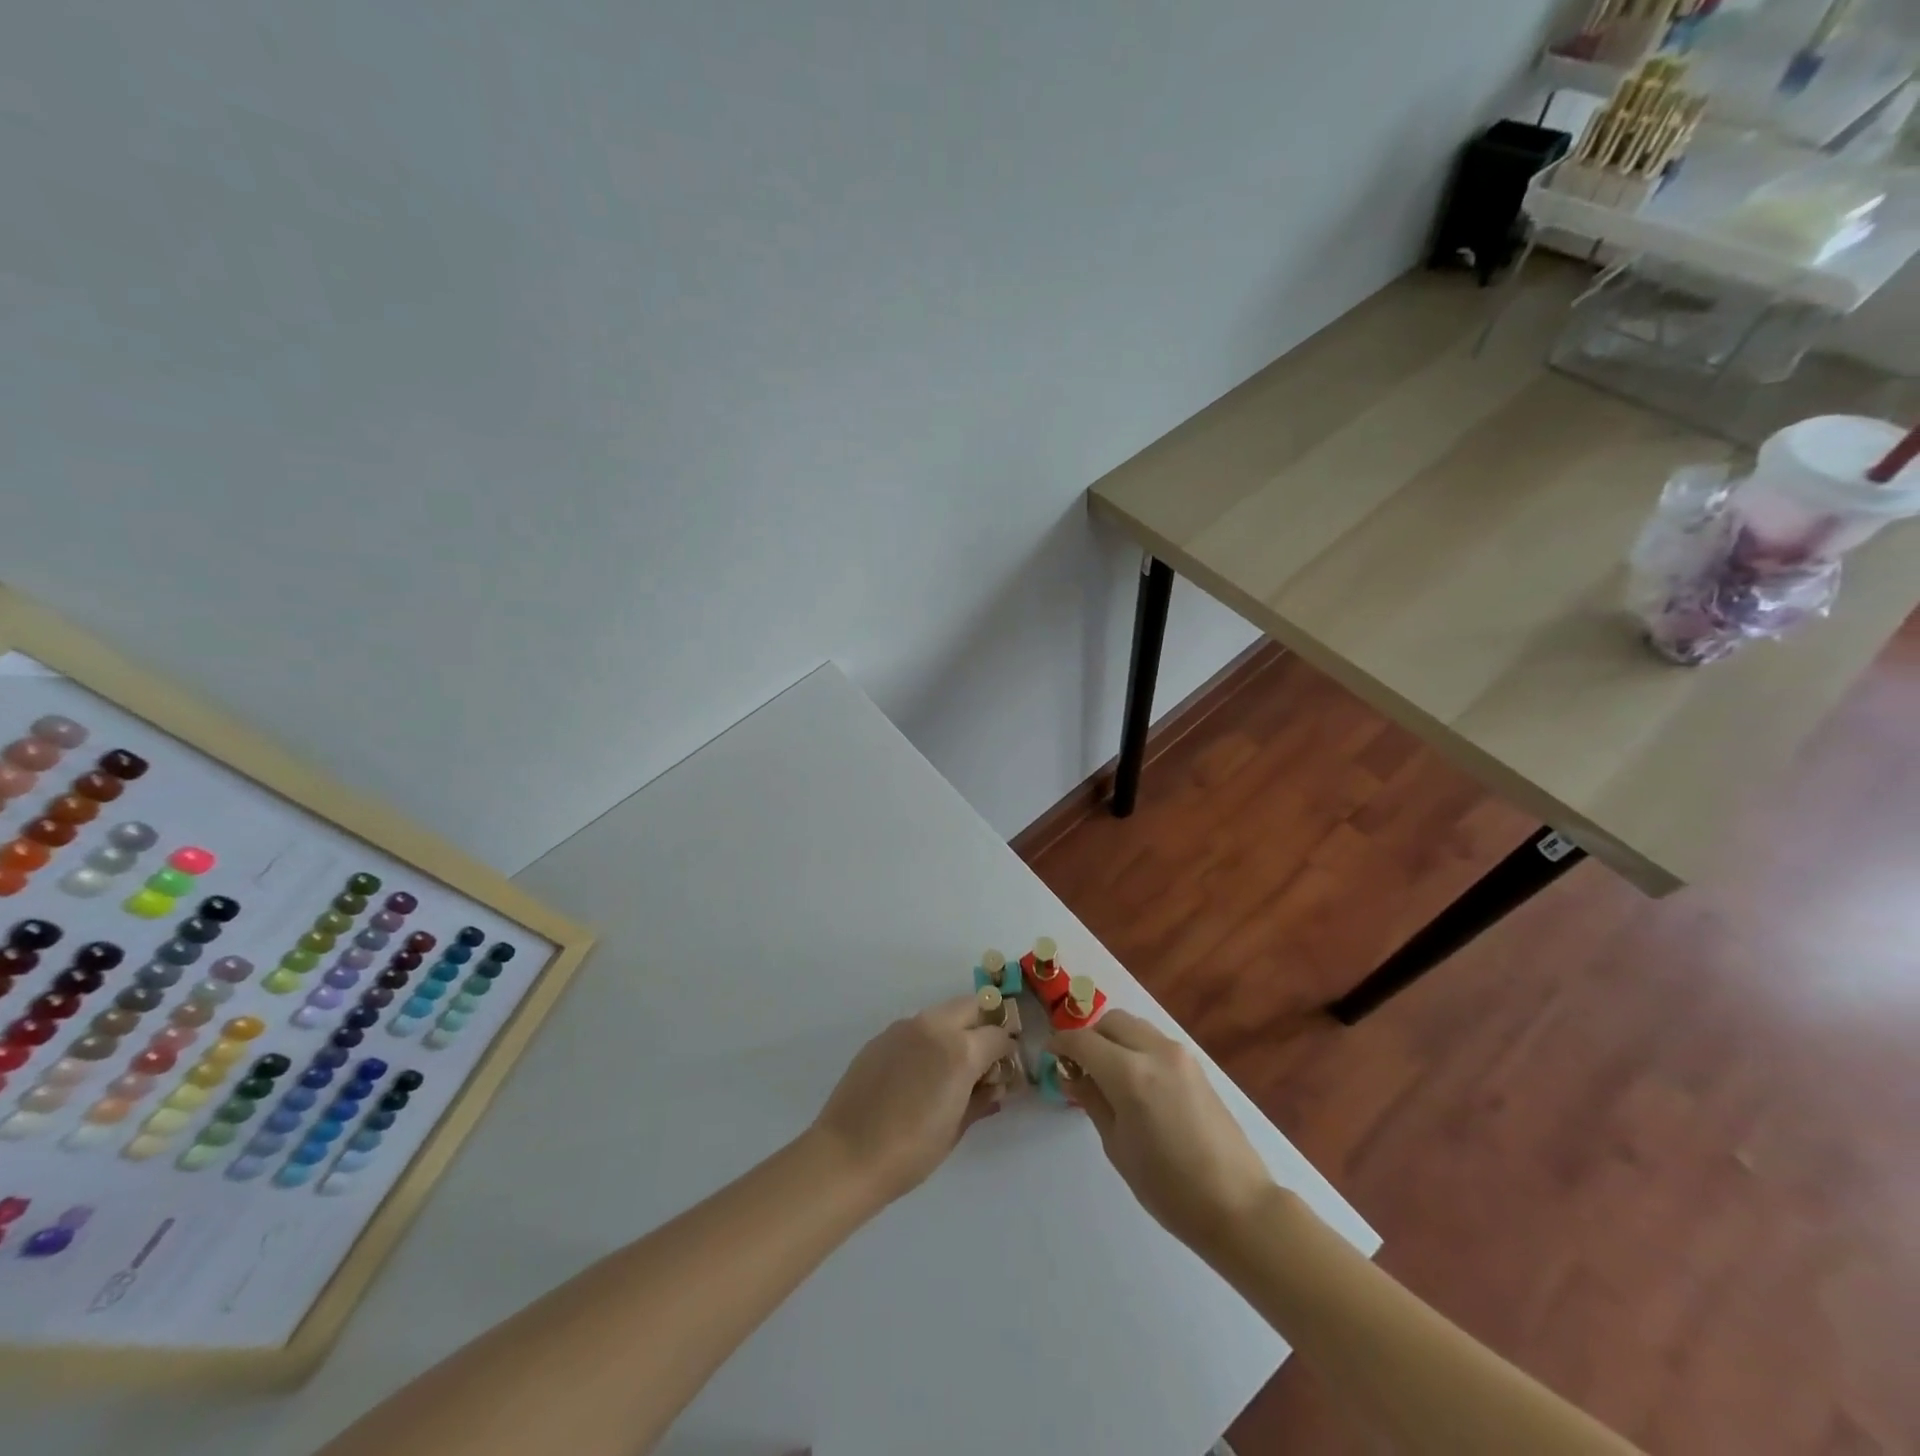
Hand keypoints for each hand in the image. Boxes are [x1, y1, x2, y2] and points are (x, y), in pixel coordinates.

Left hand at [811, 995, 1013, 1204]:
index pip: (997, 1035)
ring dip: (955, 1029)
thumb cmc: (911, 1151)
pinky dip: (928, 1039)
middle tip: (983, 1057)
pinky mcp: (881, 1036)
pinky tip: (919, 1072)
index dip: (1007, 1051)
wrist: (847, 1154)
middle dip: (983, 1025)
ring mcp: (904, 1028)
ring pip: (942, 1013)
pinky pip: (916, 1027)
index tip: (1005, 1068)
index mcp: (960, 1050)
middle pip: (971, 1006)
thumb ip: (981, 1098)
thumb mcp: (956, 1128)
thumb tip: (995, 1086)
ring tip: (949, 1066)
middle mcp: (934, 1027)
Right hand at [1050, 1010, 1273, 1255]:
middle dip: (1089, 1037)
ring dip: (1114, 1038)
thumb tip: (1070, 1074)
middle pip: (1110, 1021)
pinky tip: (1135, 1081)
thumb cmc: (1169, 1188)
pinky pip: (1154, 1040)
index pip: (1082, 1041)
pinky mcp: (1196, 1065)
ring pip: (1134, 1026)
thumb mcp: (1118, 1146)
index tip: (1049, 1056)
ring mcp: (1179, 1055)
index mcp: (1129, 1074)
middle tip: (1079, 1067)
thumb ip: (1092, 1100)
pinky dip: (1135, 1047)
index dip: (1060, 1044)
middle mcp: (1154, 1051)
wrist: (1238, 1205)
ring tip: (1107, 1074)